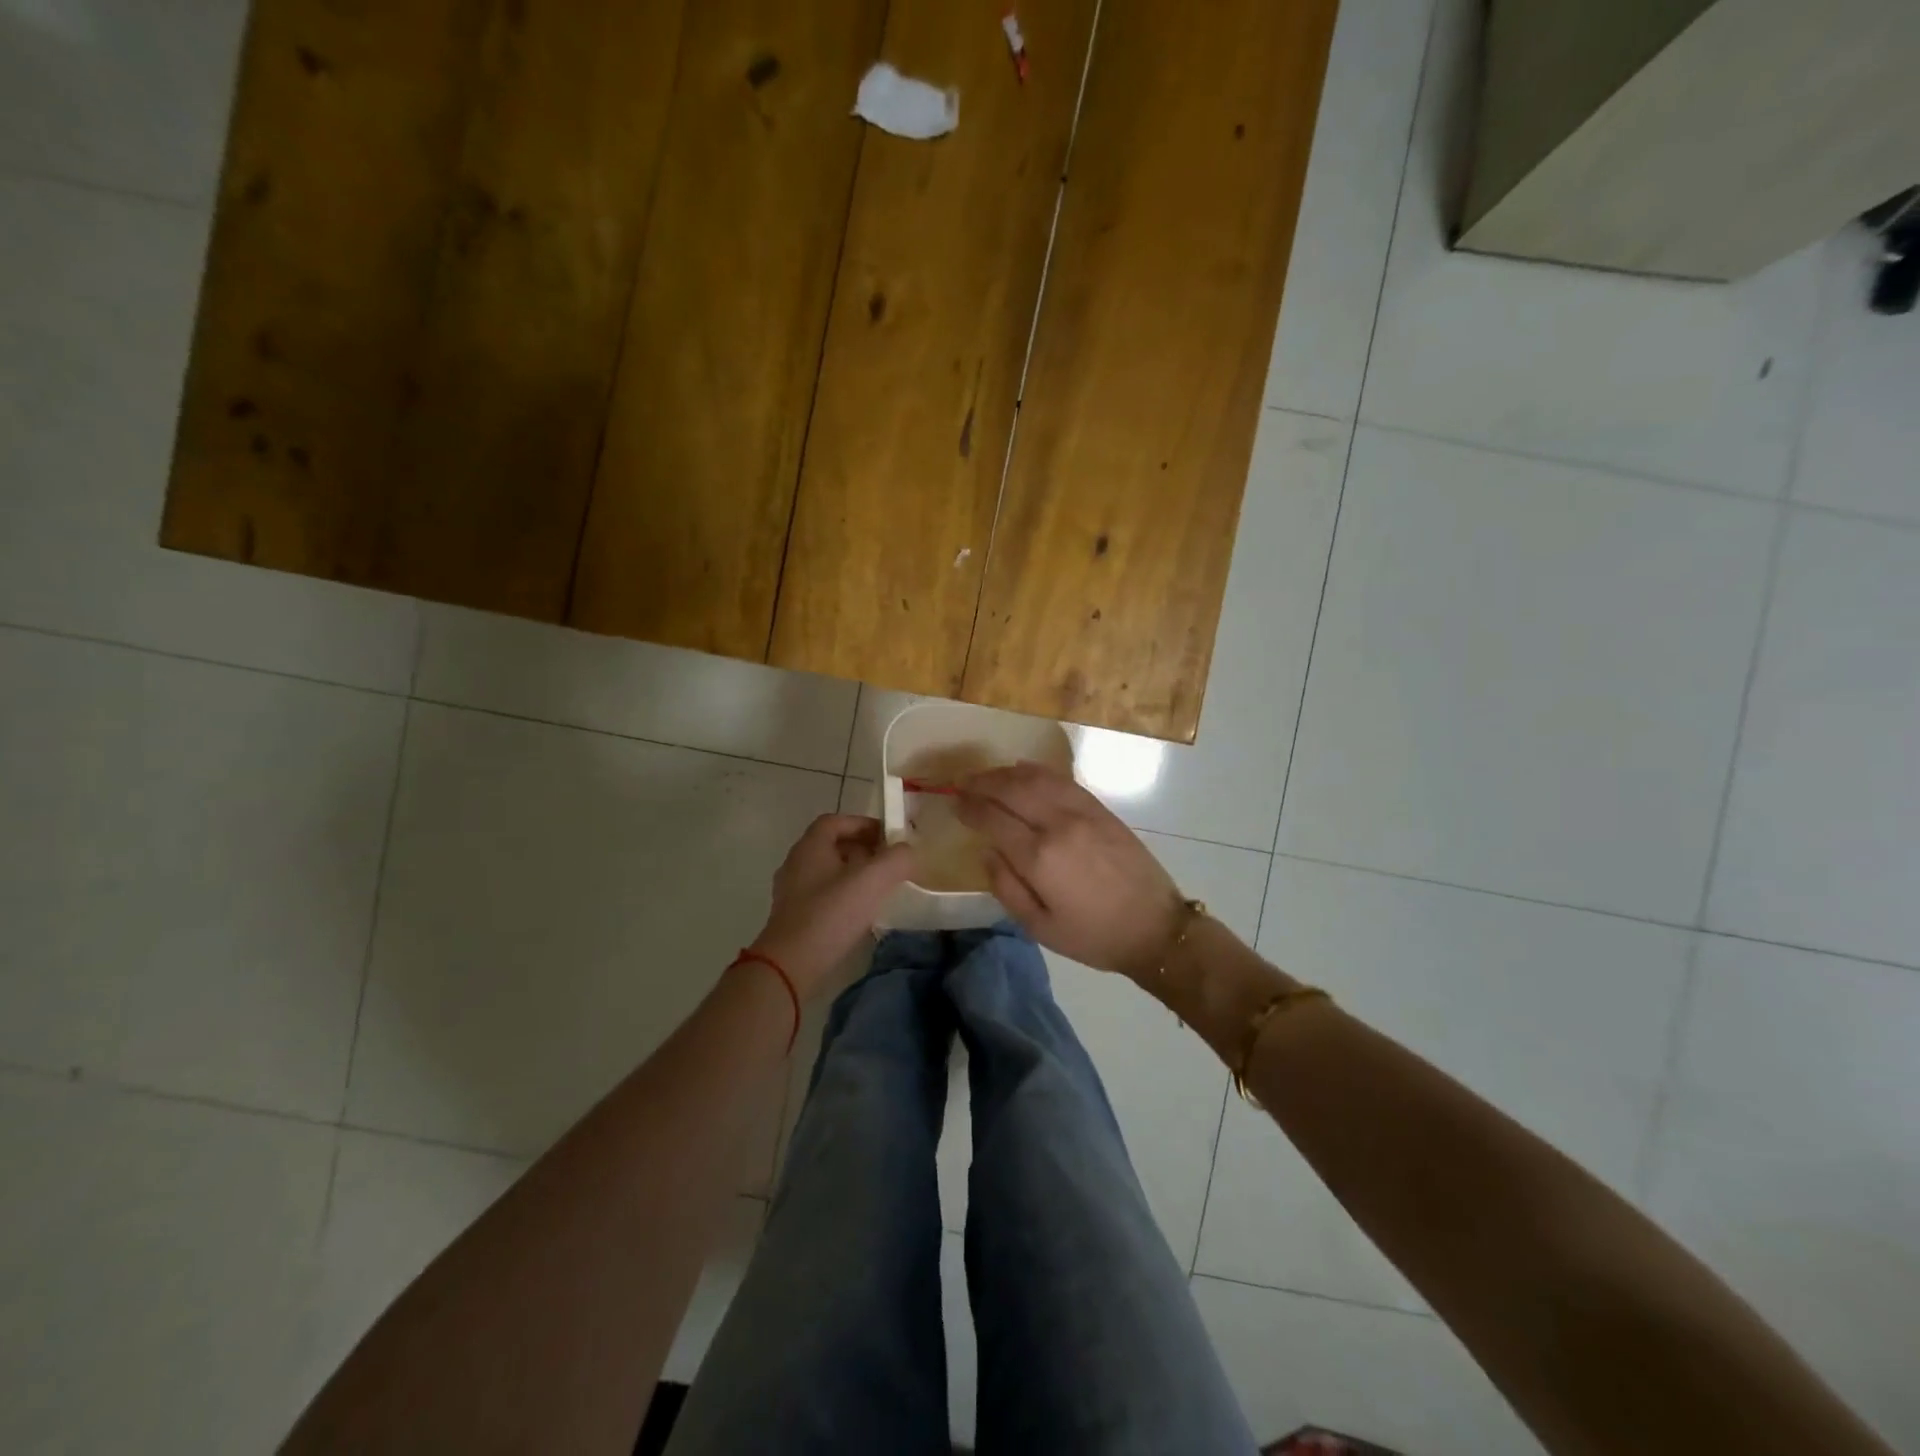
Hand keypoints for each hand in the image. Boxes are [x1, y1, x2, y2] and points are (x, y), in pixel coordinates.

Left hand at [751, 815, 914, 997]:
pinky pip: (823, 895)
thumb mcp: (872, 880)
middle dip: (863, 849)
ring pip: (828, 871)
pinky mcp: (794, 917)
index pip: (837, 821)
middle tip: (889, 863)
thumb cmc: (831, 914)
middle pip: (832, 845)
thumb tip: (908, 851)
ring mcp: (792, 891)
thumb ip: (897, 859)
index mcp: (811, 846)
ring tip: (880, 889)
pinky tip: (861, 913)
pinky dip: (844, 896)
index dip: (864, 824)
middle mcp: (797, 862)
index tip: (889, 838)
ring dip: (854, 874)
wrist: (790, 965)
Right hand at [957, 762, 1184, 980]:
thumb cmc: (1093, 936)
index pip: (992, 818)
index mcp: (1039, 857)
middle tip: (963, 784)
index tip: (954, 803)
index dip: (969, 808)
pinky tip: (1023, 772)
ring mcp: (1082, 812)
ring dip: (1006, 772)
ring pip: (1036, 777)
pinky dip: (1037, 771)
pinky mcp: (1100, 808)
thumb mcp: (1039, 927)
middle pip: (1010, 788)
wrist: (1155, 928)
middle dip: (981, 783)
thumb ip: (1006, 887)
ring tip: (987, 776)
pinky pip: (1062, 779)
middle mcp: (1057, 824)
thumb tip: (987, 851)